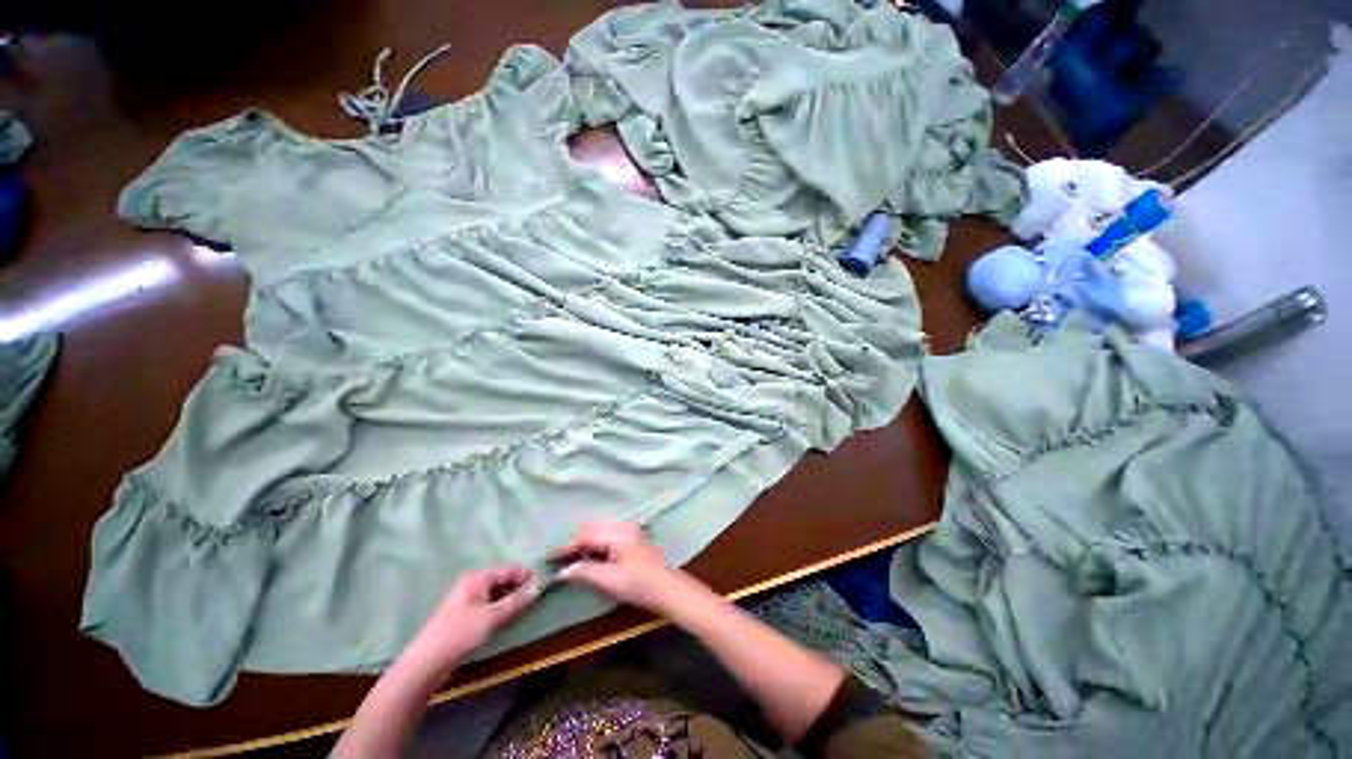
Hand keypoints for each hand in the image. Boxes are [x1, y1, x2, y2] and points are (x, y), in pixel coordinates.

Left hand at [412, 564, 537, 665]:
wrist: (427, 664)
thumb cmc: (460, 634)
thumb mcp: (492, 617)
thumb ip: (517, 601)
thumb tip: (539, 587)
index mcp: (478, 577)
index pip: (510, 568)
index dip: (527, 575)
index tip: (544, 584)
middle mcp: (473, 584)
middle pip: (504, 579)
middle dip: (521, 587)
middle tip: (538, 597)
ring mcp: (469, 600)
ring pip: (498, 593)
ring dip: (513, 598)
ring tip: (528, 608)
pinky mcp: (467, 616)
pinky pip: (491, 605)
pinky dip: (503, 608)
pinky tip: (511, 617)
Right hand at [553, 522, 696, 614]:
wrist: (666, 587)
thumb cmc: (638, 585)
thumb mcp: (609, 581)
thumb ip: (585, 572)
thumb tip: (563, 571)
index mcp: (618, 534)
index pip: (586, 536)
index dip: (567, 547)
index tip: (551, 557)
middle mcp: (623, 525)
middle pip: (592, 527)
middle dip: (575, 541)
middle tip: (560, 558)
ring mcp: (628, 528)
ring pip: (599, 527)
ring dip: (585, 540)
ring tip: (572, 557)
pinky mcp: (631, 534)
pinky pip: (606, 531)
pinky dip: (595, 540)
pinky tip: (589, 554)